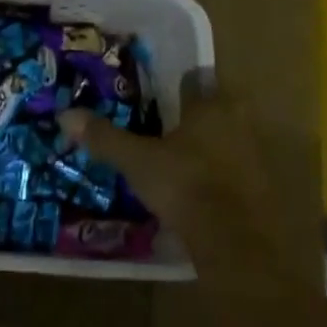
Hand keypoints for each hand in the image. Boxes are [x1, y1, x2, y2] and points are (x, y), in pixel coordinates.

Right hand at [58, 87, 274, 239]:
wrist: (237, 246)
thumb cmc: (187, 186)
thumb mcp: (138, 161)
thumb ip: (105, 137)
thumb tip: (65, 114)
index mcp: (212, 105)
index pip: (195, 80)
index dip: (176, 86)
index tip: (157, 95)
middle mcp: (239, 121)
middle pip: (213, 109)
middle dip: (192, 118)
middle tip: (163, 129)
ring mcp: (255, 157)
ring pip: (226, 141)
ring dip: (208, 147)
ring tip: (177, 161)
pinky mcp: (262, 191)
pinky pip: (235, 172)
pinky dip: (220, 177)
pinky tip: (198, 191)